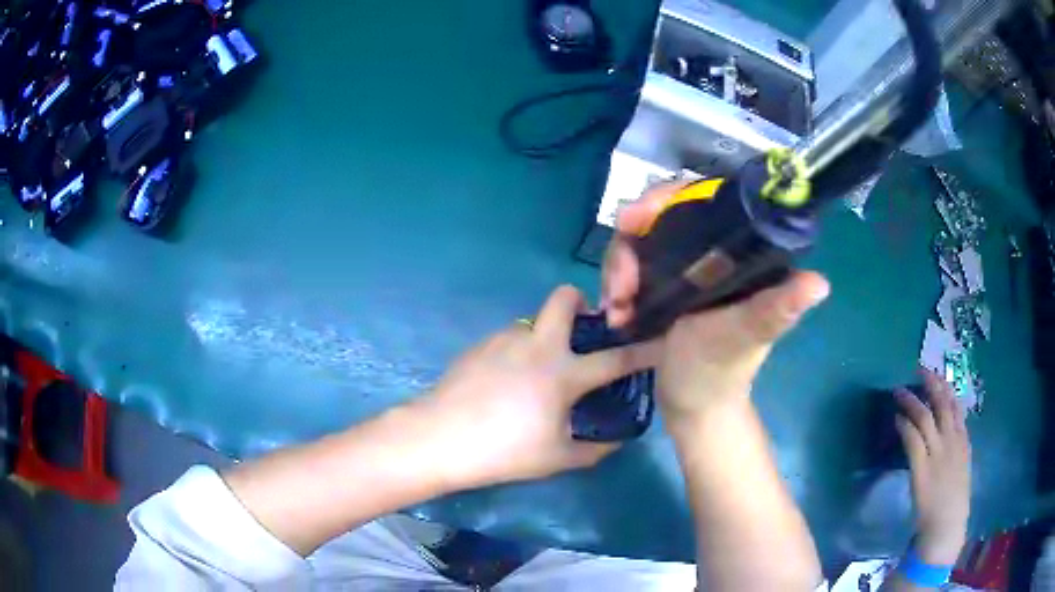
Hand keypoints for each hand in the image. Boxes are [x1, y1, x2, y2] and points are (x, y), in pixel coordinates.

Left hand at [411, 286, 658, 490]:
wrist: (439, 437)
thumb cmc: (504, 451)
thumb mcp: (557, 458)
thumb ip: (594, 449)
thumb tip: (615, 440)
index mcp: (562, 373)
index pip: (615, 359)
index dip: (643, 350)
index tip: (660, 341)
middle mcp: (537, 345)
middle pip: (565, 298)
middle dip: (581, 302)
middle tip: (583, 330)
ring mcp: (505, 339)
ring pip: (535, 321)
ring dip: (547, 335)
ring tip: (538, 371)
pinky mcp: (480, 344)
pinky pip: (511, 338)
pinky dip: (520, 351)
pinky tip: (507, 381)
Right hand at [602, 183, 829, 424]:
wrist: (691, 407)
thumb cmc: (719, 373)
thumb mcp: (742, 337)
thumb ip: (773, 310)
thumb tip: (820, 284)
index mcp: (741, 252)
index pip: (703, 198)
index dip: (665, 199)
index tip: (634, 221)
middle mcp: (713, 250)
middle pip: (663, 214)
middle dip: (632, 242)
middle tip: (619, 283)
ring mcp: (686, 265)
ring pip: (641, 238)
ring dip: (619, 268)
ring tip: (616, 307)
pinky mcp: (665, 283)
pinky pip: (632, 263)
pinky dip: (617, 282)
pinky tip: (614, 311)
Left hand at [895, 370, 971, 564]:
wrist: (946, 524)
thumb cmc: (953, 501)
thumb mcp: (961, 466)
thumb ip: (956, 449)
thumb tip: (945, 435)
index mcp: (963, 441)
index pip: (956, 406)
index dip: (945, 387)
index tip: (936, 374)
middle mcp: (952, 441)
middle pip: (942, 404)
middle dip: (931, 383)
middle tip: (919, 368)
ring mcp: (937, 453)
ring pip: (925, 417)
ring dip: (911, 401)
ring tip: (899, 391)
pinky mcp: (922, 468)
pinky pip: (913, 439)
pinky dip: (904, 425)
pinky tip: (897, 418)